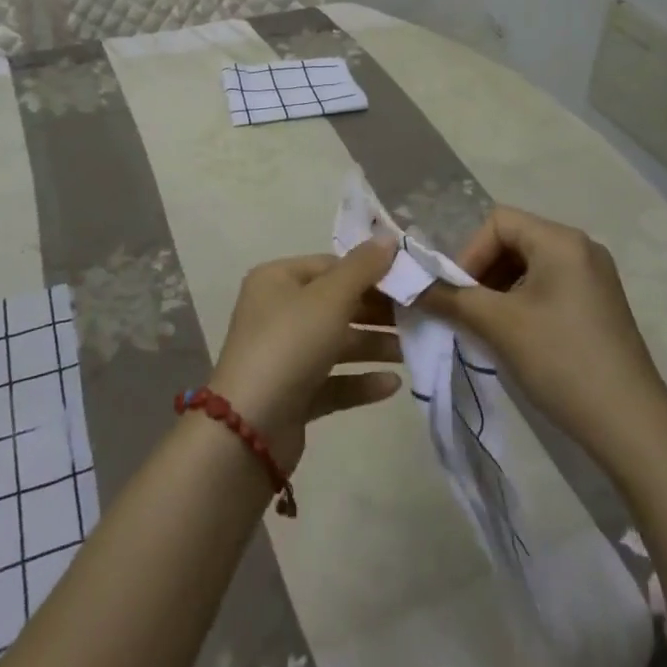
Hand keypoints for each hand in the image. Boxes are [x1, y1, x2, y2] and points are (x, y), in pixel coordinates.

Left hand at [206, 242, 403, 470]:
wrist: (249, 429)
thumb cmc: (290, 344)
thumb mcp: (330, 298)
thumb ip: (363, 268)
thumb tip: (389, 238)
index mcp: (277, 279)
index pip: (330, 266)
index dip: (368, 271)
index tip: (406, 282)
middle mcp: (277, 312)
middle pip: (335, 304)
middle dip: (375, 311)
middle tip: (416, 317)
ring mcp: (283, 355)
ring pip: (336, 343)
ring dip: (373, 345)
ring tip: (411, 351)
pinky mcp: (292, 395)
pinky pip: (332, 381)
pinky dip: (360, 380)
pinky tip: (393, 385)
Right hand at [419, 206, 666, 476]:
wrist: (634, 429)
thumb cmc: (563, 362)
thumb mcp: (500, 326)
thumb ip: (452, 299)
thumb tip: (410, 286)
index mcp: (561, 240)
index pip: (498, 222)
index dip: (470, 253)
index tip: (458, 295)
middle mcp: (581, 247)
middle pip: (514, 241)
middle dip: (483, 273)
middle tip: (468, 312)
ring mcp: (595, 277)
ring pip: (530, 266)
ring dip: (501, 290)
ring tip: (489, 328)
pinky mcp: (600, 305)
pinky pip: (550, 287)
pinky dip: (524, 303)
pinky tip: (518, 339)